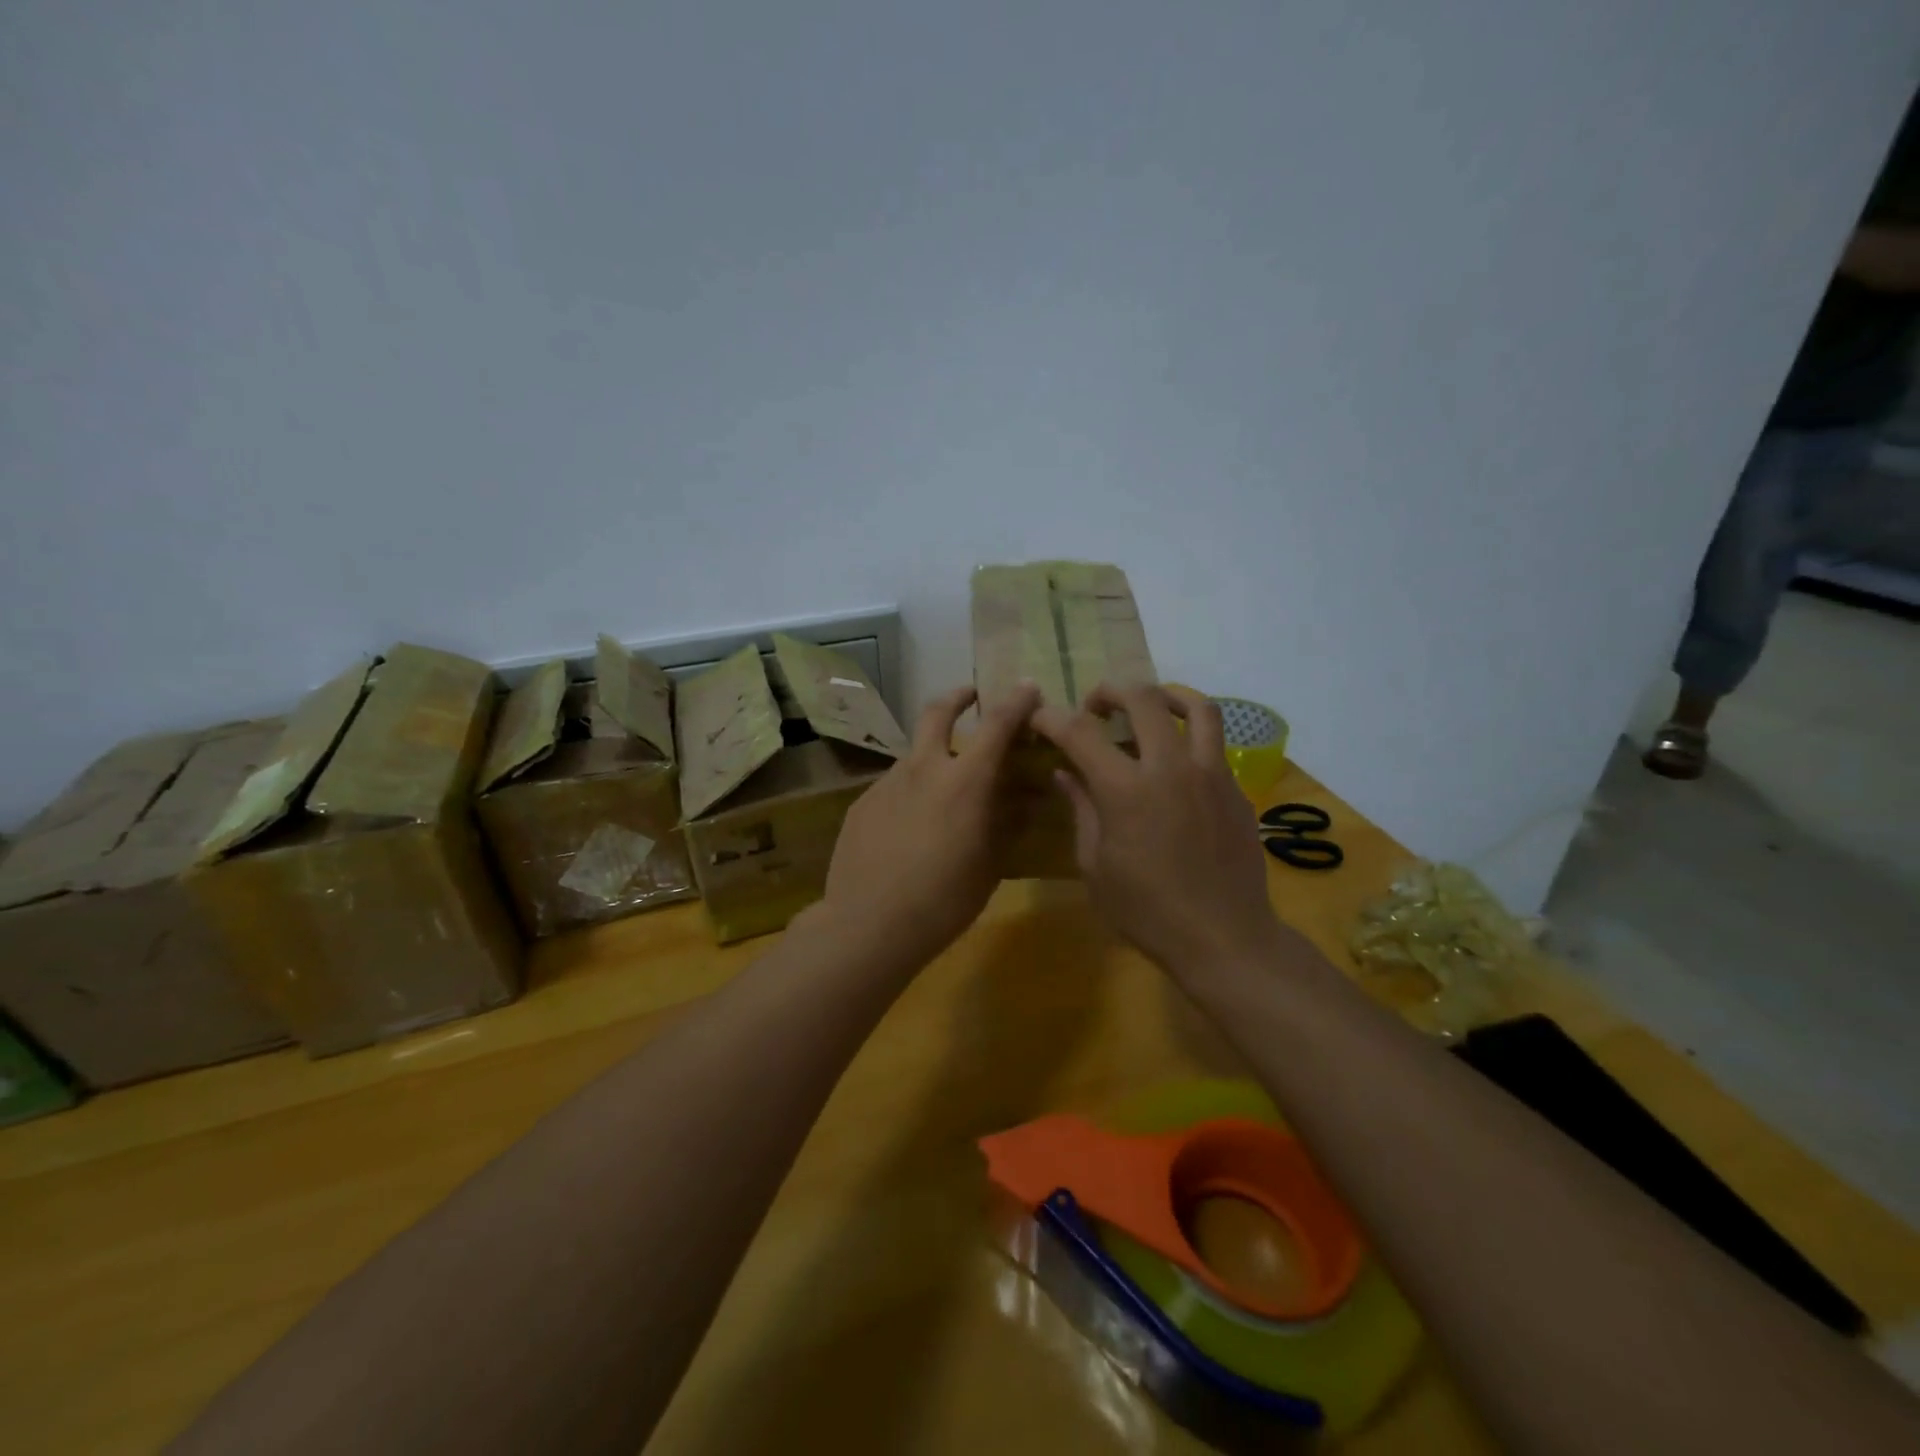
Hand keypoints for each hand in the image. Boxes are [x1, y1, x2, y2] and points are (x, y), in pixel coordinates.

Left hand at [821, 681, 1041, 968]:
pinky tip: (908, 828)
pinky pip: (893, 786)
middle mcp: (923, 768)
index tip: (1027, 688)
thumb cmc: (943, 901)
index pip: (997, 724)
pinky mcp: (861, 803)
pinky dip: (910, 792)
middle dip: (958, 696)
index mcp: (964, 781)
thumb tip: (1025, 798)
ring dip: (933, 757)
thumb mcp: (989, 865)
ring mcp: (886, 783)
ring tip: (942, 792)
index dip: (1016, 701)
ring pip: (914, 754)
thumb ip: (1007, 823)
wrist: (868, 925)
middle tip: (970, 696)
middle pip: (938, 711)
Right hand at [1031, 684, 1282, 977]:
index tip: (1039, 717)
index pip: (1080, 732)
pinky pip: (1214, 743)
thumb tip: (1065, 774)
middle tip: (1095, 707)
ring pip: (1196, 707)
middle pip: (1142, 699)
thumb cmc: (1147, 911)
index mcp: (1126, 791)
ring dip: (1164, 695)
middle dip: (1109, 692)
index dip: (1052, 717)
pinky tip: (1176, 760)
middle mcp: (1170, 768)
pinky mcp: (1235, 789)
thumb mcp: (1096, 866)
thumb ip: (1082, 810)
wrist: (1223, 938)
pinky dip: (1189, 735)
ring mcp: (1210, 774)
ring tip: (1148, 706)